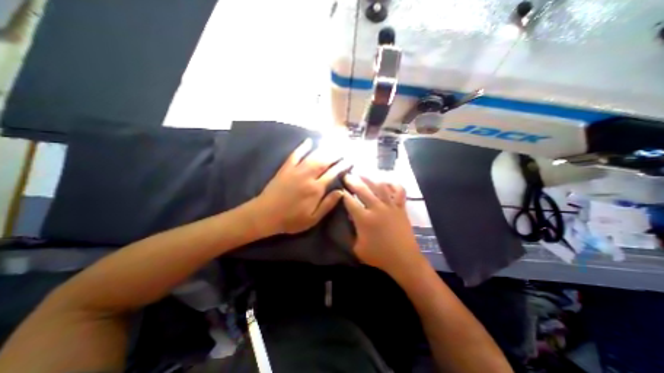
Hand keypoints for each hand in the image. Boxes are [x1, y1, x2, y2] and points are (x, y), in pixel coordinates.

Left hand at [255, 139, 346, 234]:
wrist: (265, 215)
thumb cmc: (291, 219)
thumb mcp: (312, 218)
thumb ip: (327, 204)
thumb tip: (341, 192)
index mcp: (316, 189)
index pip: (333, 174)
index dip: (342, 166)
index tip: (349, 160)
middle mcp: (307, 176)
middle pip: (324, 161)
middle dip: (335, 154)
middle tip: (344, 149)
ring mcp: (296, 170)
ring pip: (313, 156)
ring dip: (324, 149)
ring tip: (333, 143)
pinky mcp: (286, 168)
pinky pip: (295, 155)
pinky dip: (302, 147)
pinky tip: (309, 141)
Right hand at [339, 174, 427, 275]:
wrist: (404, 260)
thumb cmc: (379, 256)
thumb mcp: (357, 248)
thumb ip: (350, 232)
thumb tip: (348, 219)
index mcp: (364, 219)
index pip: (350, 201)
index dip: (342, 193)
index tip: (338, 188)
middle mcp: (377, 208)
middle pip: (362, 189)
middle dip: (352, 181)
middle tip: (346, 175)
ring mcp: (390, 206)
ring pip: (379, 186)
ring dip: (369, 179)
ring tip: (362, 174)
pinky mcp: (401, 207)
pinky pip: (399, 191)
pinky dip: (394, 184)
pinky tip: (387, 182)